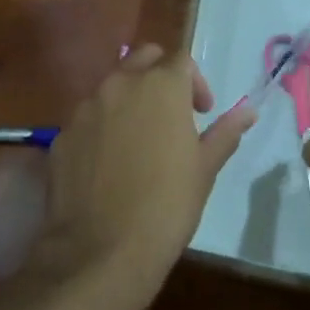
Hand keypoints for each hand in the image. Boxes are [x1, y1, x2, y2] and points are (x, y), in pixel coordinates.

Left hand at [31, 45, 256, 301]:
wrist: (100, 250)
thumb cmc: (166, 206)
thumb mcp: (204, 169)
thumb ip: (225, 132)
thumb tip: (248, 111)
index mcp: (160, 86)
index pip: (181, 59)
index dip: (196, 82)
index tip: (202, 113)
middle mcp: (120, 85)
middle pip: (143, 58)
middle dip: (160, 75)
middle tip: (172, 113)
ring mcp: (86, 107)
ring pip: (112, 86)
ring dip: (130, 99)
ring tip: (140, 140)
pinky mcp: (62, 133)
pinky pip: (87, 118)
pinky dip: (102, 127)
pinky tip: (109, 164)